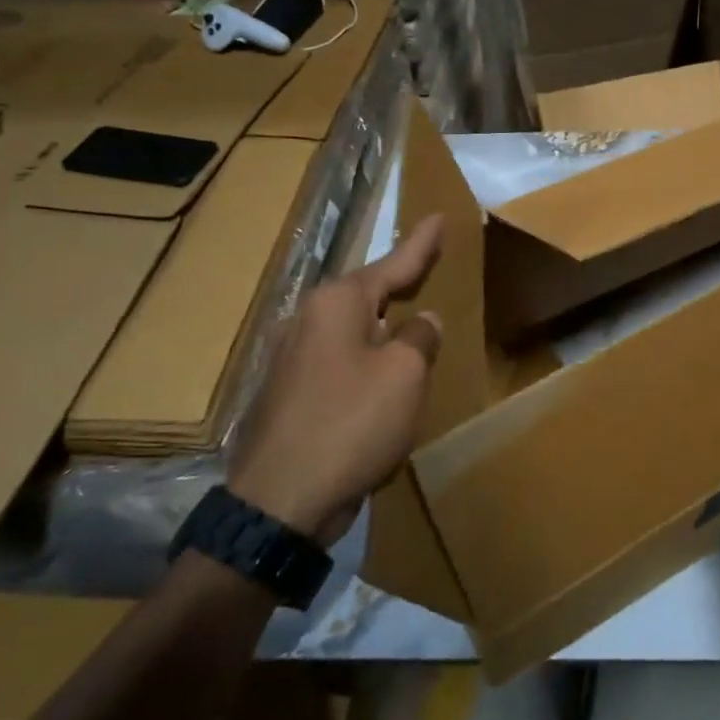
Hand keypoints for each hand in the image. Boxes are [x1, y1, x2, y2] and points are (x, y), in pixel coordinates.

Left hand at [229, 216, 444, 544]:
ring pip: (352, 329)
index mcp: (337, 304)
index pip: (392, 264)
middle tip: (427, 264)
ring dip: (382, 325)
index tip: (439, 217)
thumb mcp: (405, 375)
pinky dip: (366, 359)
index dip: (420, 243)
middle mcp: (308, 320)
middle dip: (397, 281)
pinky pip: (340, 361)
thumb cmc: (352, 423)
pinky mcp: (289, 393)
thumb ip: (419, 338)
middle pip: (366, 293)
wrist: (280, 502)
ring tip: (408, 317)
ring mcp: (292, 357)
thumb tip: (421, 322)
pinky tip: (380, 373)